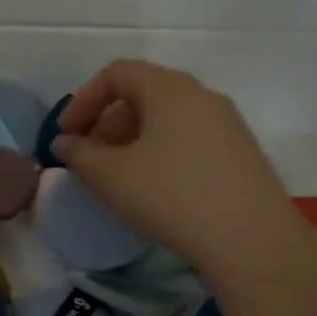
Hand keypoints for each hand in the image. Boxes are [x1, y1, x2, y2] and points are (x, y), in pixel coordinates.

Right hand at [55, 60, 316, 298]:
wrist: (252, 242)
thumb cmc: (172, 197)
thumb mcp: (111, 176)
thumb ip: (79, 154)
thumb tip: (64, 143)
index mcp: (171, 89)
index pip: (117, 73)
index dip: (83, 100)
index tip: (66, 135)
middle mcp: (202, 97)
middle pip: (142, 93)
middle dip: (105, 122)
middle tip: (87, 158)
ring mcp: (226, 125)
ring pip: (165, 119)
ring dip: (130, 140)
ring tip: (114, 177)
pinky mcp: (238, 154)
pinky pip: (186, 139)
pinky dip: (157, 152)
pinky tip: (150, 189)